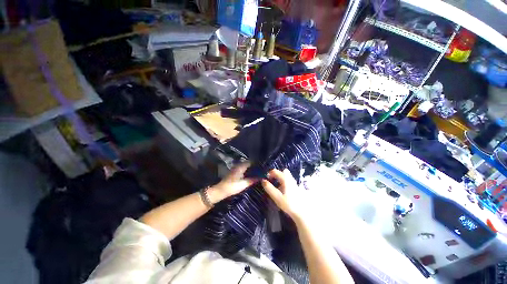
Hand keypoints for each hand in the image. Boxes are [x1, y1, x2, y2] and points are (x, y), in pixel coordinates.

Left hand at [209, 162, 258, 203]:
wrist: (221, 190)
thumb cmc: (232, 187)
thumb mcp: (244, 184)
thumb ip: (252, 180)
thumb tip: (260, 177)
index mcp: (241, 167)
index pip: (251, 161)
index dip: (257, 163)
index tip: (262, 165)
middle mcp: (238, 165)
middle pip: (248, 163)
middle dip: (254, 165)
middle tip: (261, 168)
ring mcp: (236, 167)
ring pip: (246, 165)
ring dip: (251, 167)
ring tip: (258, 170)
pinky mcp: (235, 171)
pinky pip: (243, 168)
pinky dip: (247, 169)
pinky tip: (251, 173)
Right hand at [261, 169, 306, 220]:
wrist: (303, 213)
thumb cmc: (289, 204)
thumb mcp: (277, 197)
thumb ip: (269, 188)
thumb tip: (263, 180)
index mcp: (285, 179)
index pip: (276, 171)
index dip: (270, 173)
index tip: (266, 179)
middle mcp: (291, 179)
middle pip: (282, 172)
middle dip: (276, 175)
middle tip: (271, 182)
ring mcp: (294, 183)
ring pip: (286, 177)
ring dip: (280, 179)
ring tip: (276, 187)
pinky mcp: (297, 188)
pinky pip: (288, 181)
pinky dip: (284, 183)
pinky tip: (283, 191)